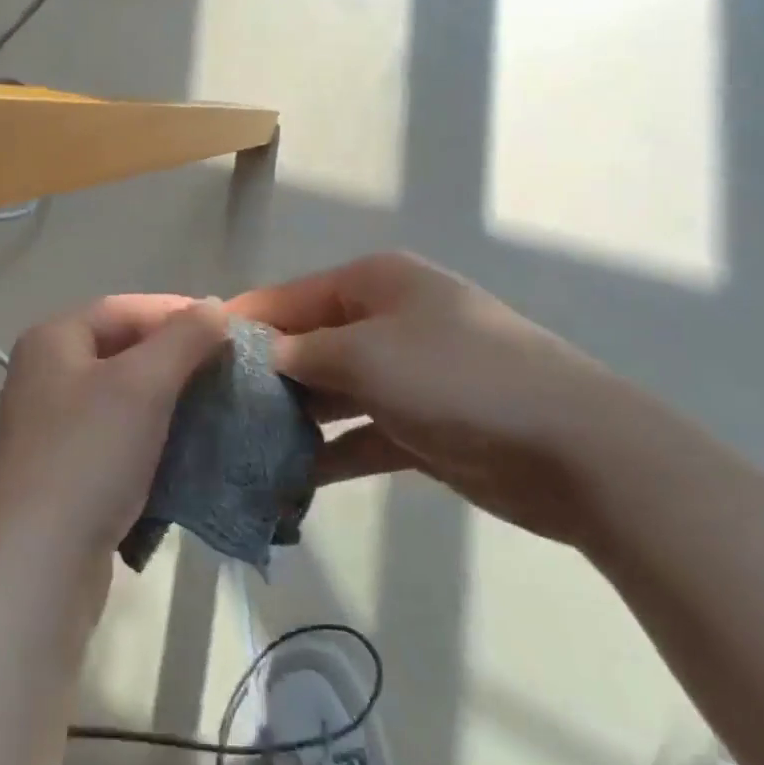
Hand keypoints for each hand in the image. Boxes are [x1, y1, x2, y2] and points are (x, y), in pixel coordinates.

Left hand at [0, 294, 231, 579]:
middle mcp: (42, 374)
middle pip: (121, 348)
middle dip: (175, 355)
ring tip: (212, 403)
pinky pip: (114, 432)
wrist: (43, 563)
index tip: (227, 328)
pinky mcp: (61, 467)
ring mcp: (48, 424)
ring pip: (120, 393)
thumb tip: (212, 307)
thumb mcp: (144, 384)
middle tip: (224, 367)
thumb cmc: (91, 455)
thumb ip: (184, 337)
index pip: (124, 308)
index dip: (177, 312)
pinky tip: (183, 443)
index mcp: (51, 341)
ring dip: (167, 395)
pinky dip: (150, 431)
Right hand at [228, 253, 627, 544]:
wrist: (572, 447)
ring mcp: (406, 374)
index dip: (242, 325)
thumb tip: (253, 355)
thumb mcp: (366, 353)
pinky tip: (286, 481)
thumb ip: (301, 353)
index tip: (191, 357)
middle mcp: (387, 320)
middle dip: (262, 377)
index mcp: (374, 283)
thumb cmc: (457, 377)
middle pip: (307, 345)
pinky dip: (328, 454)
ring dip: (292, 419)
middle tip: (209, 414)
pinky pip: (359, 434)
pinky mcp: (421, 425)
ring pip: (331, 393)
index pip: (289, 298)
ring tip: (237, 450)